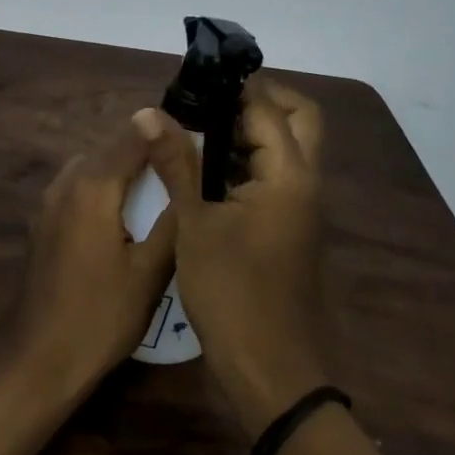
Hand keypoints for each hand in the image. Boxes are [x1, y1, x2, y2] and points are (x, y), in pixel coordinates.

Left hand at [4, 114, 178, 395]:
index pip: (134, 136)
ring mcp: (48, 201)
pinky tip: (126, 219)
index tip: (199, 143)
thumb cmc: (101, 315)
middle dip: (147, 153)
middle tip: (185, 173)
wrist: (39, 358)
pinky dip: (104, 190)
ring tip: (161, 195)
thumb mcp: (151, 270)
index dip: (167, 134)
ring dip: (124, 173)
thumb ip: (173, 214)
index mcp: (92, 184)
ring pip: (94, 168)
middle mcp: (65, 181)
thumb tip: (190, 170)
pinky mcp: (43, 221)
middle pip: (112, 149)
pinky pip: (79, 188)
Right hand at [137, 81, 330, 436]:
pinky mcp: (292, 228)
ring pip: (290, 148)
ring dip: (253, 130)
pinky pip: (279, 175)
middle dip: (259, 100)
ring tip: (198, 128)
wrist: (274, 374)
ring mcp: (302, 208)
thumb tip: (149, 112)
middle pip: (299, 118)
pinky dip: (250, 160)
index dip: (234, 87)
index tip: (194, 80)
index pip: (268, 108)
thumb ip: (175, 163)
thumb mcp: (194, 225)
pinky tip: (207, 170)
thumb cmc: (232, 295)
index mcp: (288, 176)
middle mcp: (306, 183)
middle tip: (209, 101)